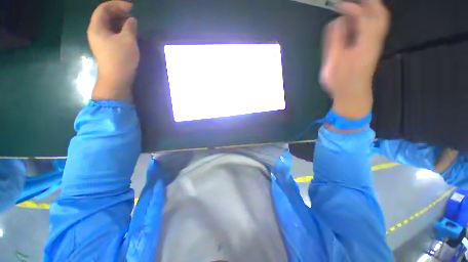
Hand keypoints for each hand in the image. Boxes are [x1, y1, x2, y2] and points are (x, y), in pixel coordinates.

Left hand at [87, 0, 138, 101]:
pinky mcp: (105, 47)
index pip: (103, 8)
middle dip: (118, 12)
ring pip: (108, 25)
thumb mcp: (128, 40)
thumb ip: (130, 27)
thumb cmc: (121, 58)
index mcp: (97, 27)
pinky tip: (127, 32)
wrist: (116, 78)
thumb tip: (132, 20)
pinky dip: (119, 30)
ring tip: (131, 23)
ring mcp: (100, 40)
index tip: (131, 7)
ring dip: (119, 21)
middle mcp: (95, 32)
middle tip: (131, 14)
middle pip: (104, 16)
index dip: (117, 4)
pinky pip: (111, 33)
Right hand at [320, 0, 389, 118]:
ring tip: (355, 9)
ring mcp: (375, 44)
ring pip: (380, 21)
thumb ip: (335, 40)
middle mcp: (374, 40)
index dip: (351, 7)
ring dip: (370, 10)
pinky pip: (376, 29)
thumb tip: (337, 21)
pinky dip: (369, 20)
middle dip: (368, 3)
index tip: (338, 5)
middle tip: (356, 1)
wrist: (352, 94)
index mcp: (365, 42)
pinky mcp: (372, 49)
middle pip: (379, 14)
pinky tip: (357, 23)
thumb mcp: (333, 61)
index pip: (363, 16)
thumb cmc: (341, 80)